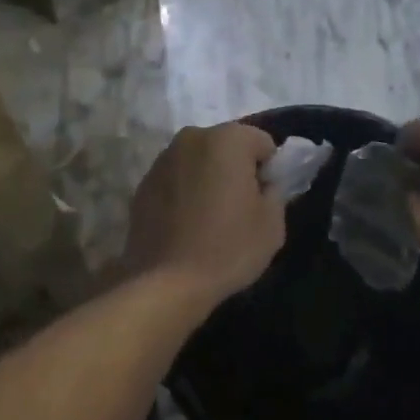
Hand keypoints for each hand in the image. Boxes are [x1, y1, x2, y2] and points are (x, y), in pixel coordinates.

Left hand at [125, 123, 282, 304]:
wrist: (166, 283)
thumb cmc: (228, 248)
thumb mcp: (272, 224)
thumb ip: (276, 191)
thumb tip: (265, 184)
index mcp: (228, 139)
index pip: (262, 143)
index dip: (269, 170)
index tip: (263, 200)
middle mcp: (193, 137)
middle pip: (227, 146)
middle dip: (236, 169)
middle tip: (239, 208)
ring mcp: (163, 158)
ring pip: (199, 160)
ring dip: (208, 178)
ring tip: (209, 218)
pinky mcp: (144, 182)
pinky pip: (176, 179)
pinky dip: (184, 191)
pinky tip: (186, 224)